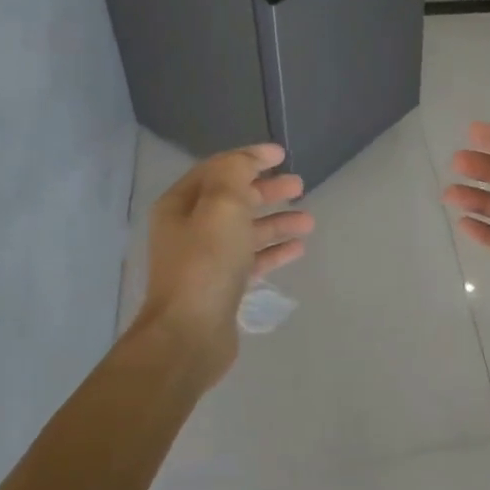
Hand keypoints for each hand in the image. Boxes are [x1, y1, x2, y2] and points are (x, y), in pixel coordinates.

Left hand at [135, 143, 313, 379]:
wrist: (190, 334)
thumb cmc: (206, 263)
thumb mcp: (222, 205)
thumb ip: (235, 173)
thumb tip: (248, 160)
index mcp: (180, 204)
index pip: (218, 169)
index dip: (249, 158)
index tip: (282, 155)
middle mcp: (188, 229)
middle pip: (233, 200)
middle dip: (267, 190)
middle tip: (300, 185)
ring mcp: (205, 259)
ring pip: (245, 231)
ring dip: (276, 222)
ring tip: (309, 220)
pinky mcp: (221, 286)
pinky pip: (251, 259)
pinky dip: (273, 251)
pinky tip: (298, 248)